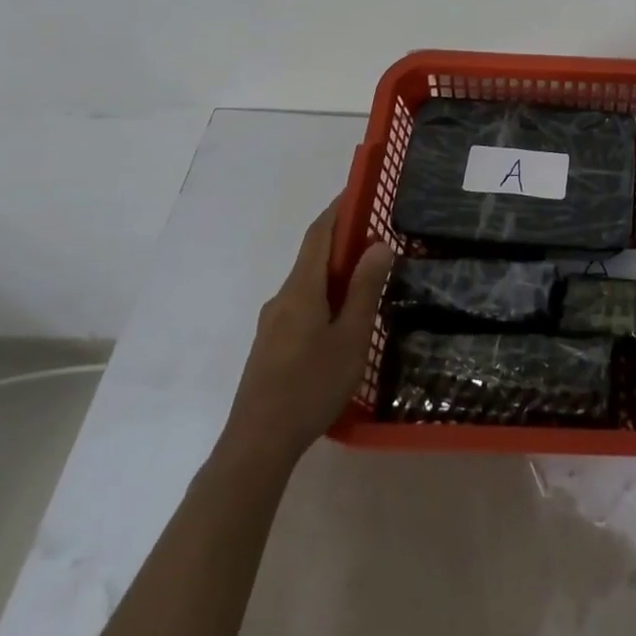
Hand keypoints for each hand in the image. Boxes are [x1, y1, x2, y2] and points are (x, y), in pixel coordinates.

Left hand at [221, 194, 392, 469]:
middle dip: (342, 240)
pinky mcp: (271, 345)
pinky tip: (344, 318)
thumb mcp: (350, 336)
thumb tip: (377, 244)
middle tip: (378, 237)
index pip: (319, 234)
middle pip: (313, 256)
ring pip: (308, 283)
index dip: (338, 208)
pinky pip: (302, 304)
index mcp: (301, 289)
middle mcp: (282, 298)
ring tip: (368, 278)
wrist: (256, 444)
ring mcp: (273, 323)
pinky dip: (325, 294)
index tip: (359, 190)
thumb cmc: (310, 386)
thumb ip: (363, 289)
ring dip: (335, 271)